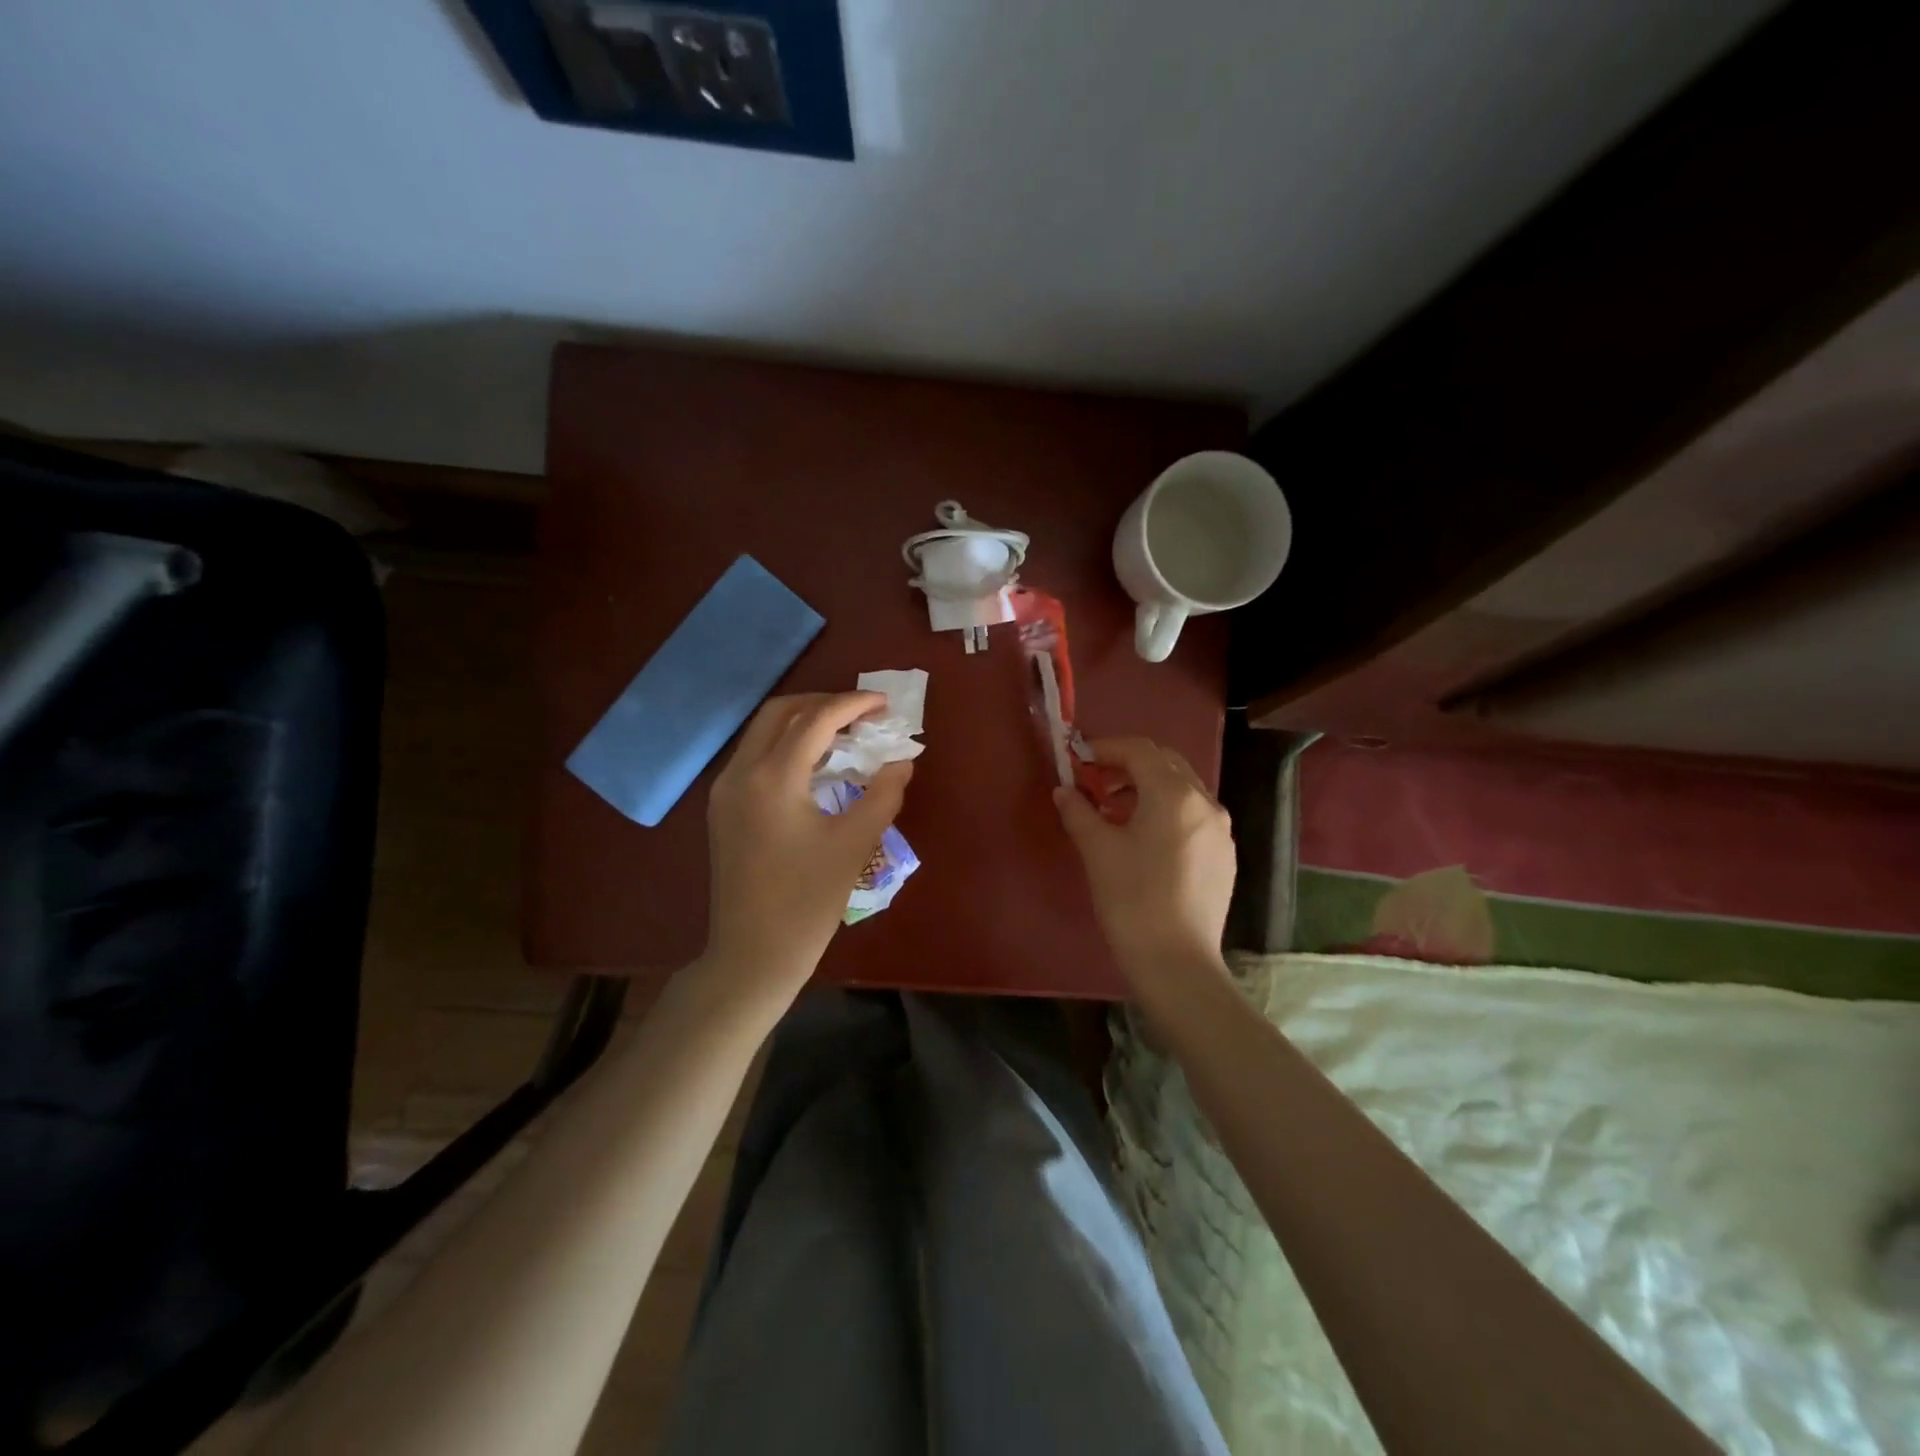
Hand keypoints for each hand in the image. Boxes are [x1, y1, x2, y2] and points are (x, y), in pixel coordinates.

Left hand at [704, 692, 912, 999]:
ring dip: (802, 722)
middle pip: (780, 712)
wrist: (751, 955)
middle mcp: (740, 773)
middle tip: (862, 714)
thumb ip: (883, 794)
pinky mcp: (721, 808)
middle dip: (823, 703)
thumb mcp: (854, 845)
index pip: (816, 720)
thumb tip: (901, 761)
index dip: (853, 705)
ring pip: (762, 732)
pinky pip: (754, 756)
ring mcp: (724, 791)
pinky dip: (785, 745)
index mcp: (772, 779)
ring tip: (844, 733)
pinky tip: (814, 764)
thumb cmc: (807, 902)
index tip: (885, 704)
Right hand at [1054, 738, 1234, 991]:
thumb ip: (1078, 811)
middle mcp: (1205, 802)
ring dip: (1146, 786)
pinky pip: (1193, 815)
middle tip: (1094, 782)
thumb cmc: (1132, 899)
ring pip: (1181, 788)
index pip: (1139, 750)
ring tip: (1114, 810)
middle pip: (1165, 763)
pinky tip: (1143, 837)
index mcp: (1174, 794)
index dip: (1105, 748)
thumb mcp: (1097, 850)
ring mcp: (1220, 829)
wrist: (1177, 962)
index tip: (1078, 758)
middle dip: (1127, 764)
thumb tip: (1064, 791)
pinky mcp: (1224, 854)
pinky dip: (1166, 810)